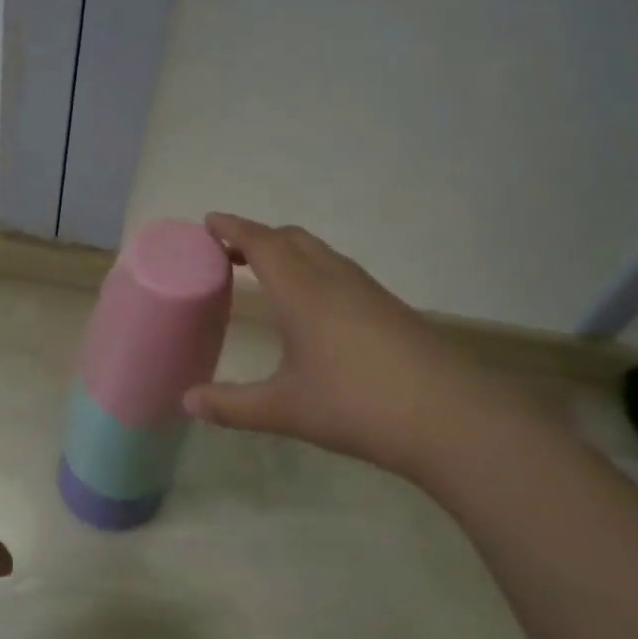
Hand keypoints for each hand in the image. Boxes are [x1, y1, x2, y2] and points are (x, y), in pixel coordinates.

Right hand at [183, 214, 541, 482]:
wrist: (451, 418)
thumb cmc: (356, 405)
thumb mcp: (285, 409)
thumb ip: (231, 405)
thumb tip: (187, 402)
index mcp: (302, 291)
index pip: (261, 243)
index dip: (232, 228)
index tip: (209, 221)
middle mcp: (334, 279)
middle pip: (291, 239)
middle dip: (258, 237)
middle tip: (229, 251)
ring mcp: (368, 291)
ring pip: (320, 253)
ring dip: (288, 252)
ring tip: (267, 273)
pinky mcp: (391, 309)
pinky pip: (340, 272)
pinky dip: (313, 271)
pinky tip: (315, 307)